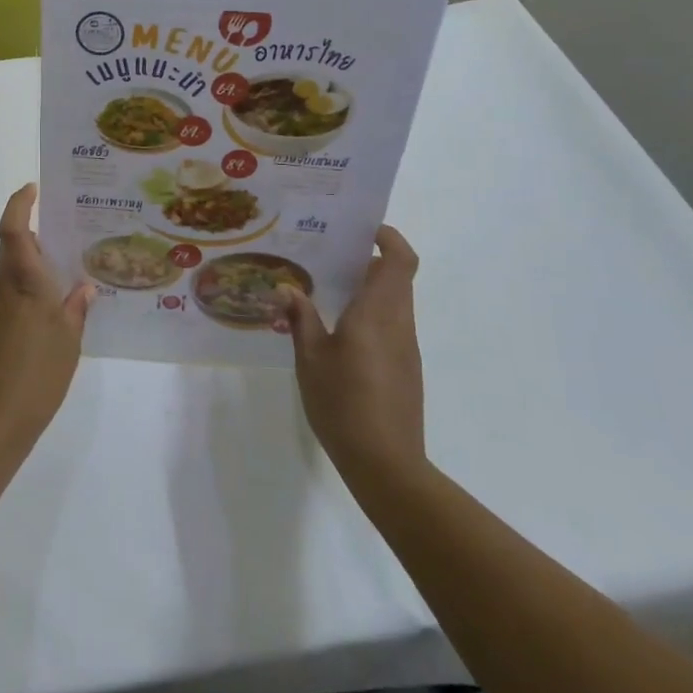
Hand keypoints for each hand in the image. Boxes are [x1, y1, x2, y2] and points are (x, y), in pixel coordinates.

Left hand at [0, 184, 92, 457]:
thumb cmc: (37, 377)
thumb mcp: (69, 343)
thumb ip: (76, 309)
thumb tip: (84, 287)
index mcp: (23, 282)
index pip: (14, 228)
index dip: (19, 203)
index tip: (32, 188)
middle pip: (13, 252)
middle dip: (37, 246)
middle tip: (67, 251)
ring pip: (9, 279)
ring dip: (30, 278)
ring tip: (61, 295)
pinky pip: (2, 303)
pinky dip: (20, 302)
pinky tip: (40, 328)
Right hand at [282, 225, 426, 482]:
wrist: (386, 463)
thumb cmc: (343, 403)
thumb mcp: (310, 359)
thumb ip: (300, 318)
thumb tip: (286, 287)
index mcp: (377, 313)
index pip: (399, 261)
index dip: (389, 237)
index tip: (362, 229)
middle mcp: (399, 323)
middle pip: (397, 277)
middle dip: (369, 260)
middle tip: (330, 256)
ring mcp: (406, 347)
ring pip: (395, 301)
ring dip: (369, 288)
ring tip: (327, 289)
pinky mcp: (406, 367)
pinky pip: (392, 324)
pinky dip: (372, 313)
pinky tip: (339, 330)